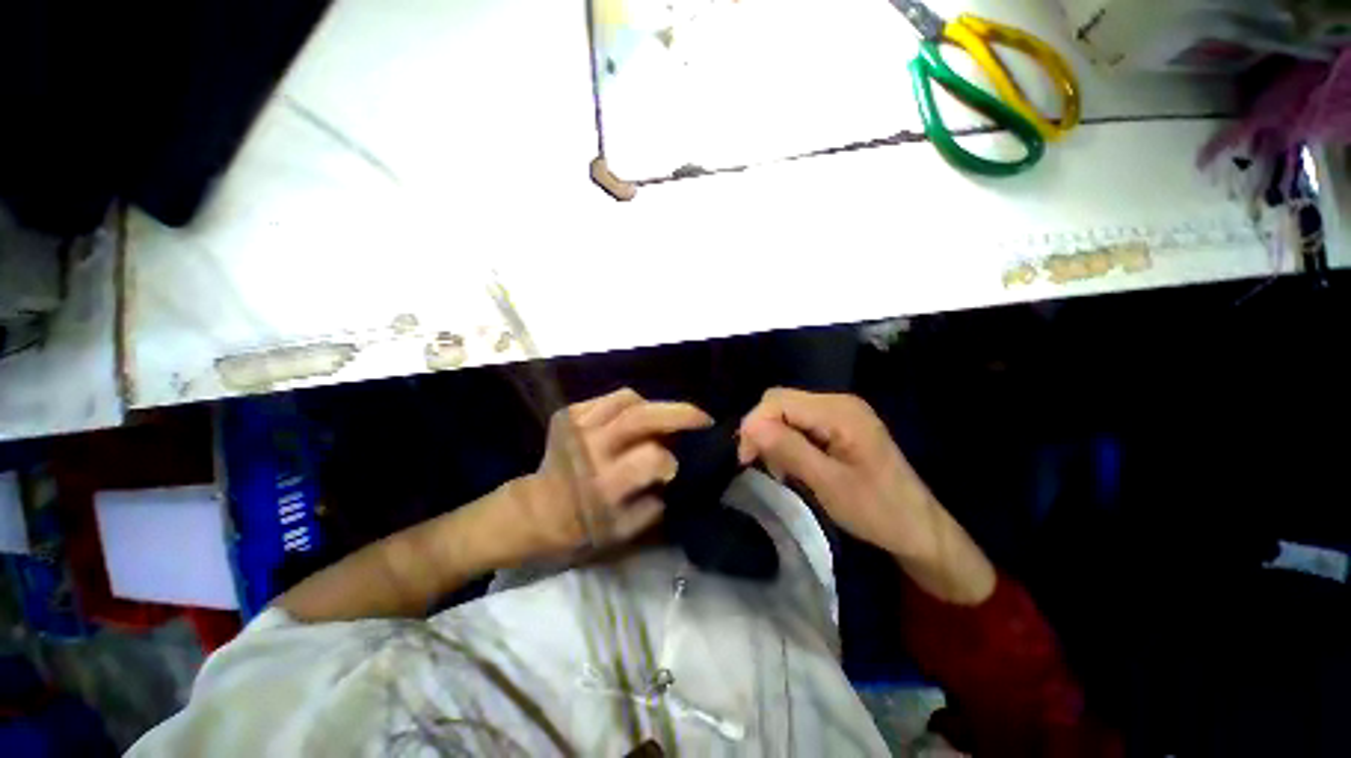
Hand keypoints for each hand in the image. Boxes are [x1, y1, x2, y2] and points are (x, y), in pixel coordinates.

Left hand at [514, 388, 712, 557]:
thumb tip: (682, 472)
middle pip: (641, 417)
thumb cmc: (583, 526)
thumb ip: (658, 503)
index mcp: (605, 484)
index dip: (671, 461)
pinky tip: (635, 419)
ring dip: (654, 406)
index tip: (678, 467)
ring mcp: (577, 426)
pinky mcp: (569, 413)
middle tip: (702, 418)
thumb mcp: (625, 531)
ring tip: (664, 419)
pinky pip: (611, 398)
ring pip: (628, 398)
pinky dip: (631, 404)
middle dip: (680, 413)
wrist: (537, 509)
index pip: (651, 458)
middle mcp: (591, 449)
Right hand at [738, 388, 993, 603]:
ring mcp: (841, 412)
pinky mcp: (840, 425)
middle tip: (758, 464)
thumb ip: (789, 450)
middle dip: (762, 429)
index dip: (755, 424)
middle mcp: (839, 402)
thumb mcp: (829, 483)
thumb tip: (750, 426)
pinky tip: (792, 464)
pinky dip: (788, 441)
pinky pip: (801, 423)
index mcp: (839, 411)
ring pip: (788, 412)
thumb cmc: (877, 510)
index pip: (779, 400)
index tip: (745, 459)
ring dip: (774, 437)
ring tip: (779, 469)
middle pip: (782, 402)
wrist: (919, 529)